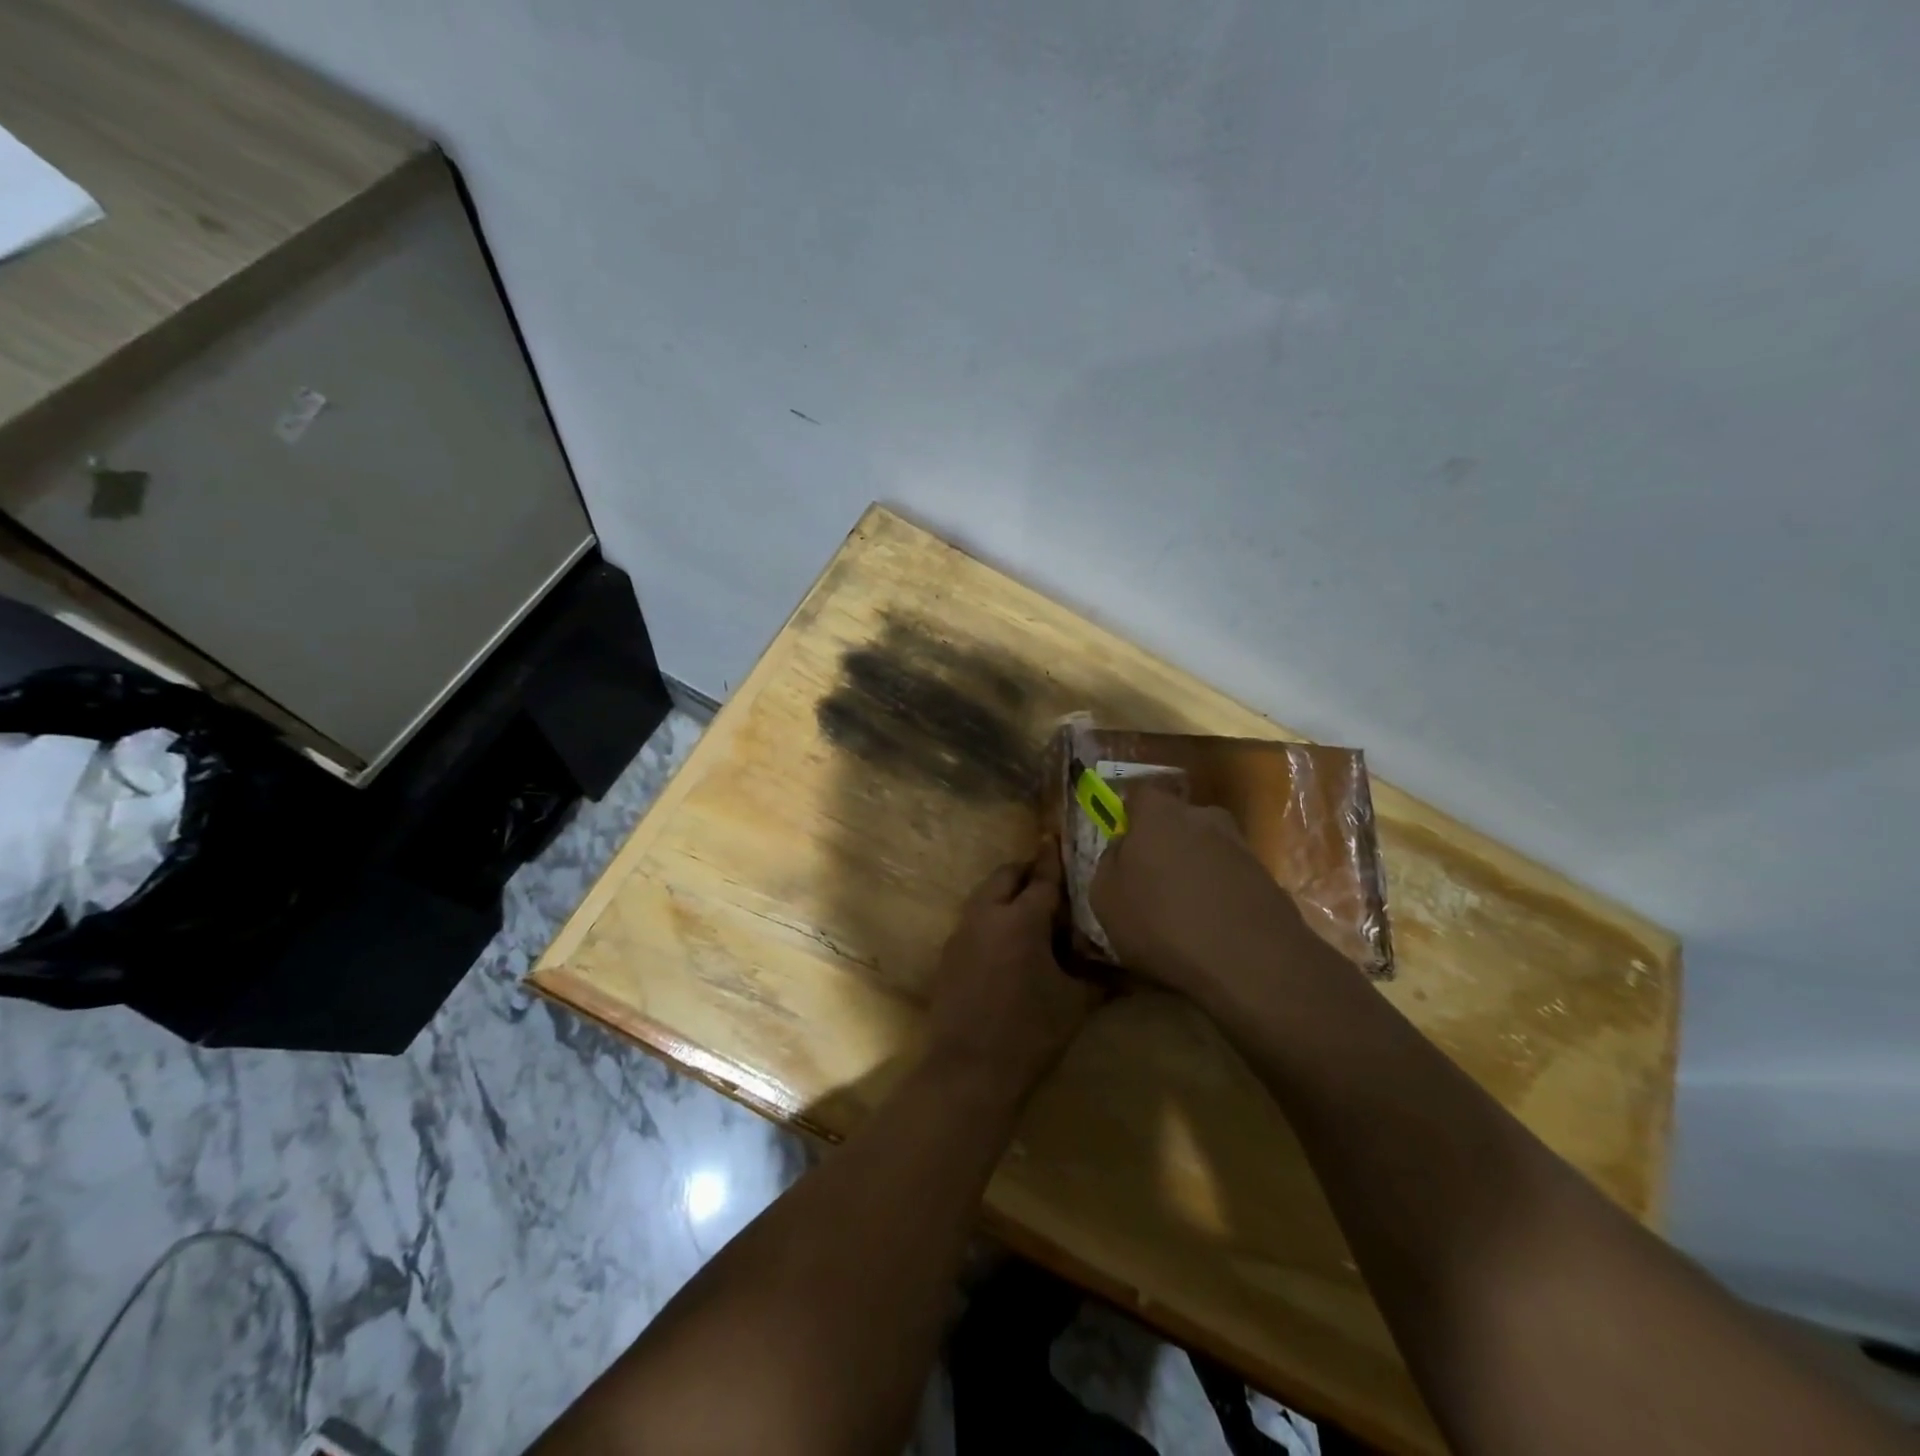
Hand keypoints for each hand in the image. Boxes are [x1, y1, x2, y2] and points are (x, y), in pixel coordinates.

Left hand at [926, 840, 1099, 1097]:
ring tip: (1028, 910)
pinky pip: (972, 919)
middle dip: (1026, 871)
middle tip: (1046, 879)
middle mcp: (987, 914)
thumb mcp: (1075, 1002)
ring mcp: (962, 932)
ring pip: (984, 895)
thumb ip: (1098, 977)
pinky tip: (1005, 942)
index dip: (1053, 859)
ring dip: (1005, 892)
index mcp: (1021, 919)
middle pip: (1005, 876)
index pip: (1042, 878)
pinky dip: (990, 917)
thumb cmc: (1031, 1032)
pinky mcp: (948, 953)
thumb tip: (1129, 971)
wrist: (969, 1069)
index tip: (1056, 838)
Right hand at [1090, 788, 1330, 1003]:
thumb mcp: (1106, 898)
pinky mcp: (1268, 878)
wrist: (1251, 961)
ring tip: (1183, 913)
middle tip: (1152, 881)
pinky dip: (1220, 896)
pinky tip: (1212, 929)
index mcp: (1159, 813)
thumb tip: (1122, 846)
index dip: (1130, 816)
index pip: (1140, 794)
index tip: (1123, 844)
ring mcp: (1241, 846)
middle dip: (1165, 843)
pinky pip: (1230, 879)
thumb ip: (1109, 862)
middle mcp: (1203, 817)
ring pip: (1206, 850)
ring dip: (1194, 872)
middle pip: (1177, 821)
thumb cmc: (1162, 922)